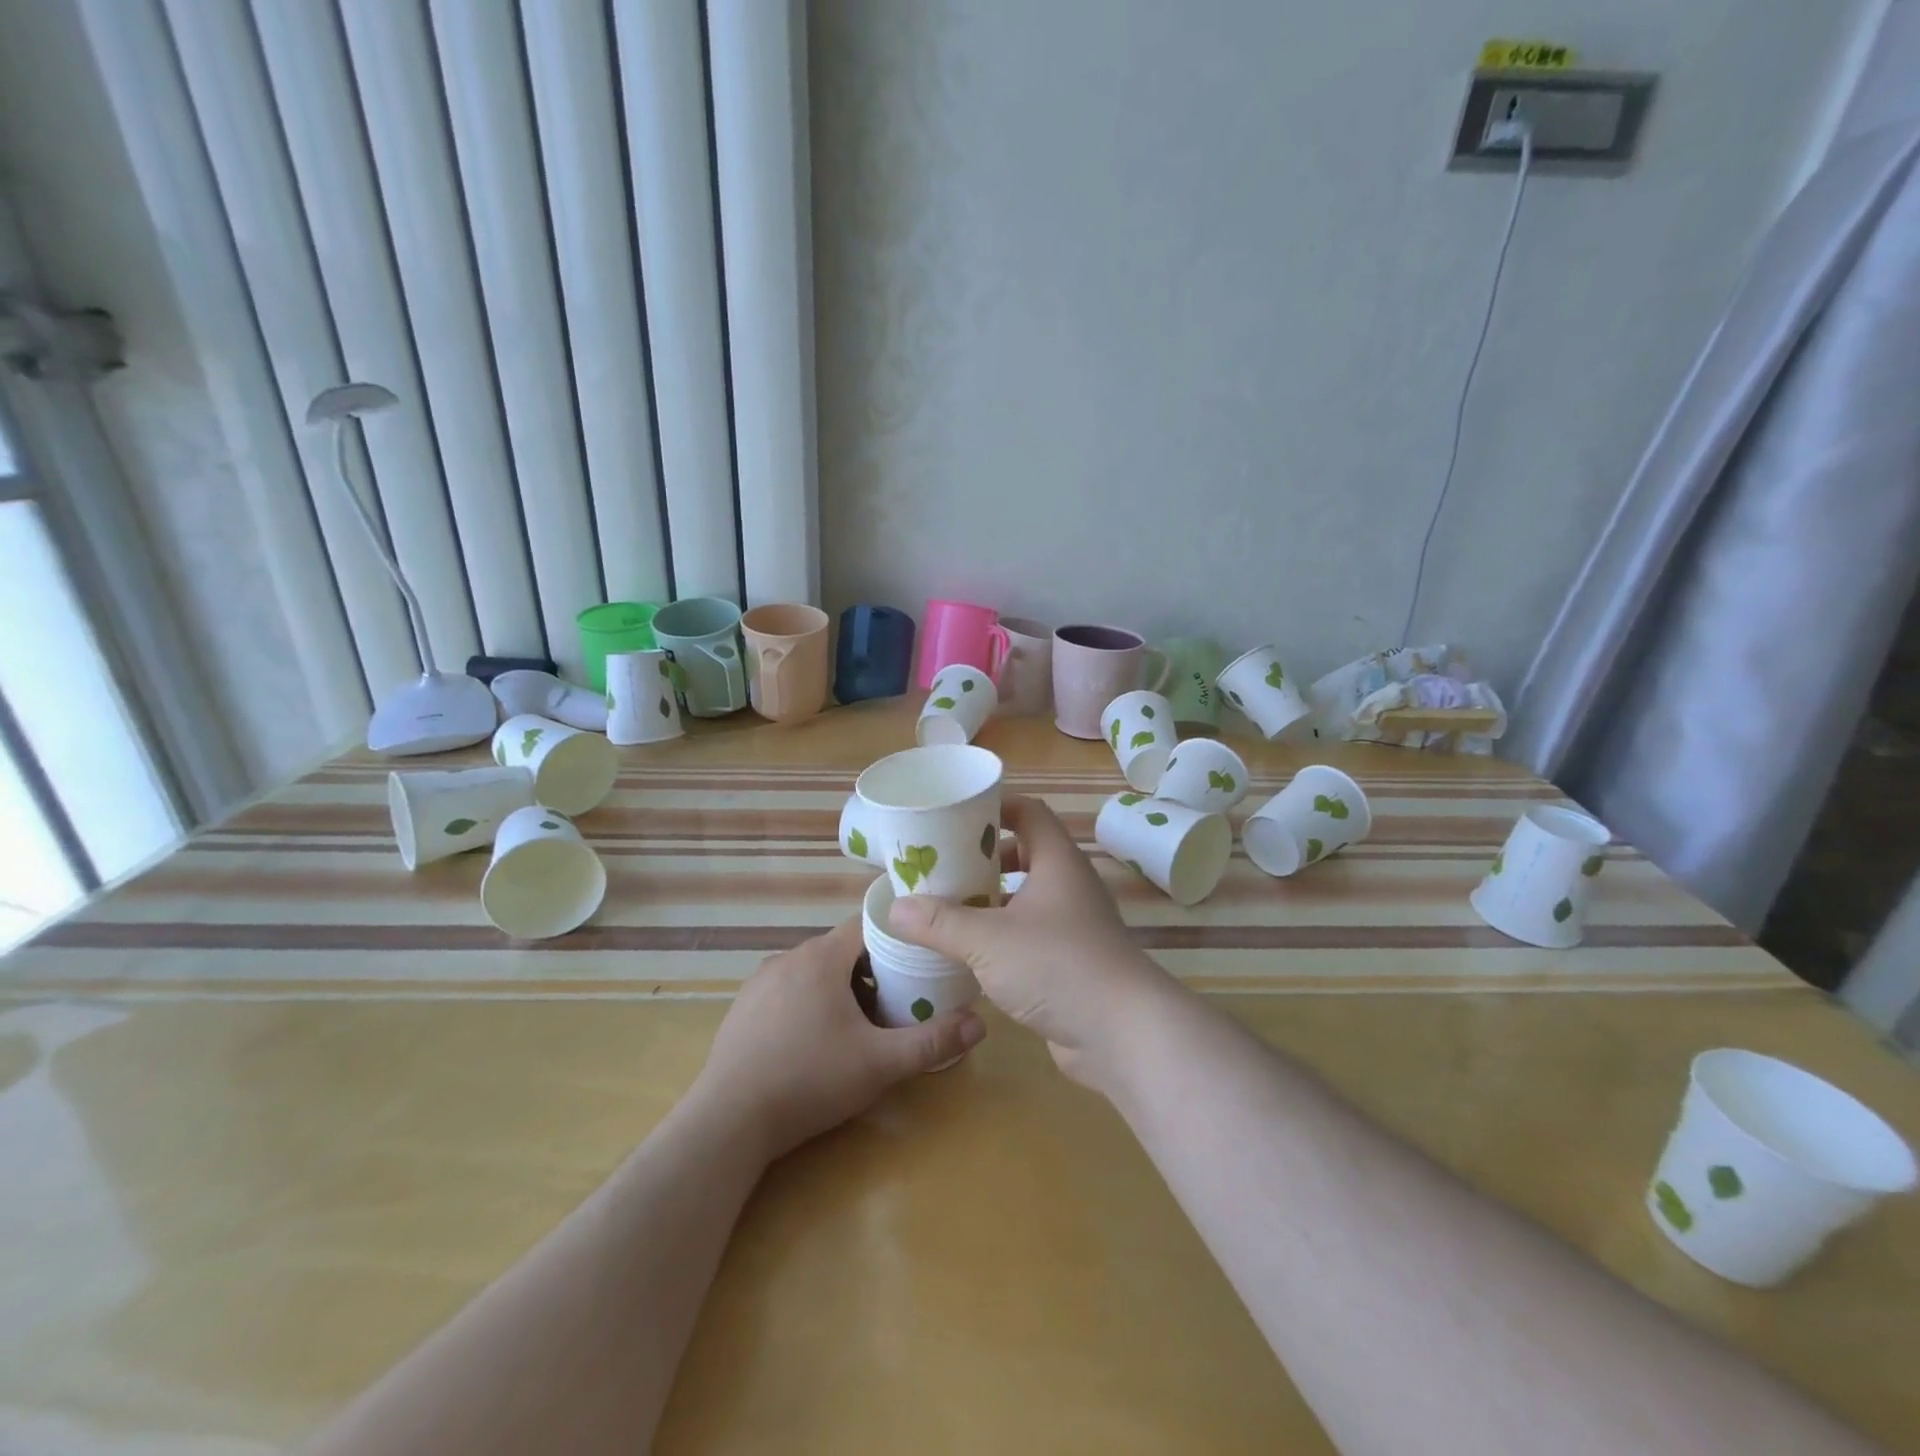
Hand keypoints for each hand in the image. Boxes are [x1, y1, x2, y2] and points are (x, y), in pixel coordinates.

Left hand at [691, 918, 985, 1160]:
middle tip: (895, 1004)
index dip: (896, 940)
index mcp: (821, 957)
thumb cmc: (810, 1080)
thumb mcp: (880, 1063)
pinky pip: (787, 991)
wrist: (728, 1122)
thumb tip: (981, 1024)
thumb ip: (931, 1042)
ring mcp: (760, 981)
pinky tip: (813, 1043)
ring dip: (838, 988)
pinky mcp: (742, 1008)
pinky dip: (808, 1003)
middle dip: (870, 971)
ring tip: (858, 1026)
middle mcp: (788, 957)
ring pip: (813, 971)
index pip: (866, 925)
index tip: (918, 963)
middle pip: (841, 950)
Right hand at [886, 795, 1178, 1091]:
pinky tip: (971, 953)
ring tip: (947, 908)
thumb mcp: (988, 940)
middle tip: (942, 866)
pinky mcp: (1072, 962)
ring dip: (990, 901)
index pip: (1029, 813)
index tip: (955, 816)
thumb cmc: (1057, 966)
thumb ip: (940, 923)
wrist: (1124, 1034)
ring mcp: (1074, 926)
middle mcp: (1069, 886)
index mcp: (1058, 862)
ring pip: (1026, 899)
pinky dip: (1002, 936)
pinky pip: (1031, 935)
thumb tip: (895, 909)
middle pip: (1025, 854)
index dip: (995, 807)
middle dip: (983, 859)